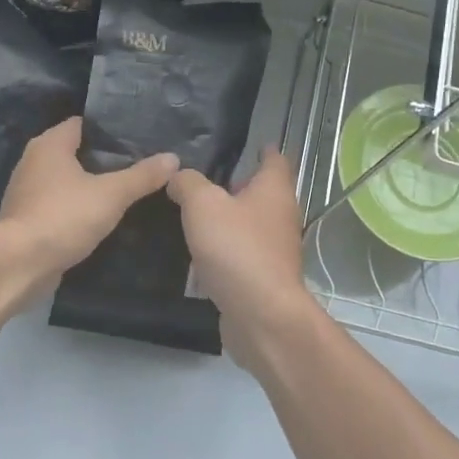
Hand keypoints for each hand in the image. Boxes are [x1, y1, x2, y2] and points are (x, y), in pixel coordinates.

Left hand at [0, 117, 178, 281]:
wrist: (19, 263)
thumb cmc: (64, 217)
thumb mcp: (111, 195)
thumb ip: (142, 176)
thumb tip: (173, 157)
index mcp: (50, 144)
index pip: (83, 124)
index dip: (109, 129)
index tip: (137, 137)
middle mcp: (33, 160)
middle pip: (74, 151)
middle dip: (103, 158)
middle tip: (138, 164)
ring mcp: (26, 190)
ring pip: (65, 179)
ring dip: (89, 184)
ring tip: (124, 189)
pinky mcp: (26, 218)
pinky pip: (58, 203)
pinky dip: (76, 206)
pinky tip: (99, 216)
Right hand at [166, 147, 320, 356]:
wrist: (260, 315)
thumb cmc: (236, 248)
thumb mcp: (202, 205)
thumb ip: (188, 184)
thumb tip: (178, 176)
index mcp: (274, 190)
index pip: (275, 159)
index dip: (263, 150)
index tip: (250, 144)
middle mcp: (281, 216)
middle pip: (263, 193)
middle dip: (239, 186)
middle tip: (206, 181)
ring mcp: (276, 250)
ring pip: (252, 225)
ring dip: (230, 220)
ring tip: (197, 215)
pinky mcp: (265, 278)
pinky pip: (244, 254)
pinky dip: (227, 249)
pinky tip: (202, 254)